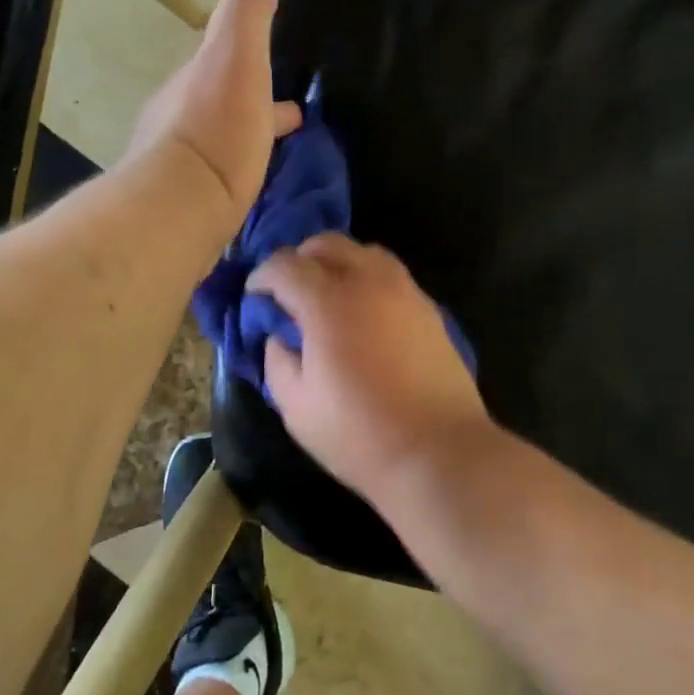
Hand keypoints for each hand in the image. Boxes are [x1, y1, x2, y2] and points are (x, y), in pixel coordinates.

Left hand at [126, 0, 301, 239]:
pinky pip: (221, 178)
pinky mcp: (187, 205)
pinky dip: (241, 171)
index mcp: (194, 79)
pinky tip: (256, 186)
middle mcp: (178, 116)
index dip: (253, 56)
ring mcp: (179, 164)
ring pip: (222, 140)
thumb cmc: (216, 127)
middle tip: (289, 116)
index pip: (225, 57)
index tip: (282, 66)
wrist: (180, 206)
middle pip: (222, 100)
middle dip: (252, 101)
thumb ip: (245, 17)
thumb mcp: (235, 57)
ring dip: (248, 137)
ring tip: (280, 152)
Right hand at [249, 234, 492, 500]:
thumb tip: (279, 337)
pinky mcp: (429, 308)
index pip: (285, 264)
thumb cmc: (359, 434)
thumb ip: (277, 361)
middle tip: (289, 289)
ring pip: (364, 252)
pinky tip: (363, 311)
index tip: (255, 295)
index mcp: (328, 302)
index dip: (262, 275)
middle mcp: (368, 282)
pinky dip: (368, 278)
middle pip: (327, 243)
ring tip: (327, 294)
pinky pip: (391, 274)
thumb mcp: (296, 407)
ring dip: (338, 262)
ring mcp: (404, 291)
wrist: (439, 451)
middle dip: (300, 258)